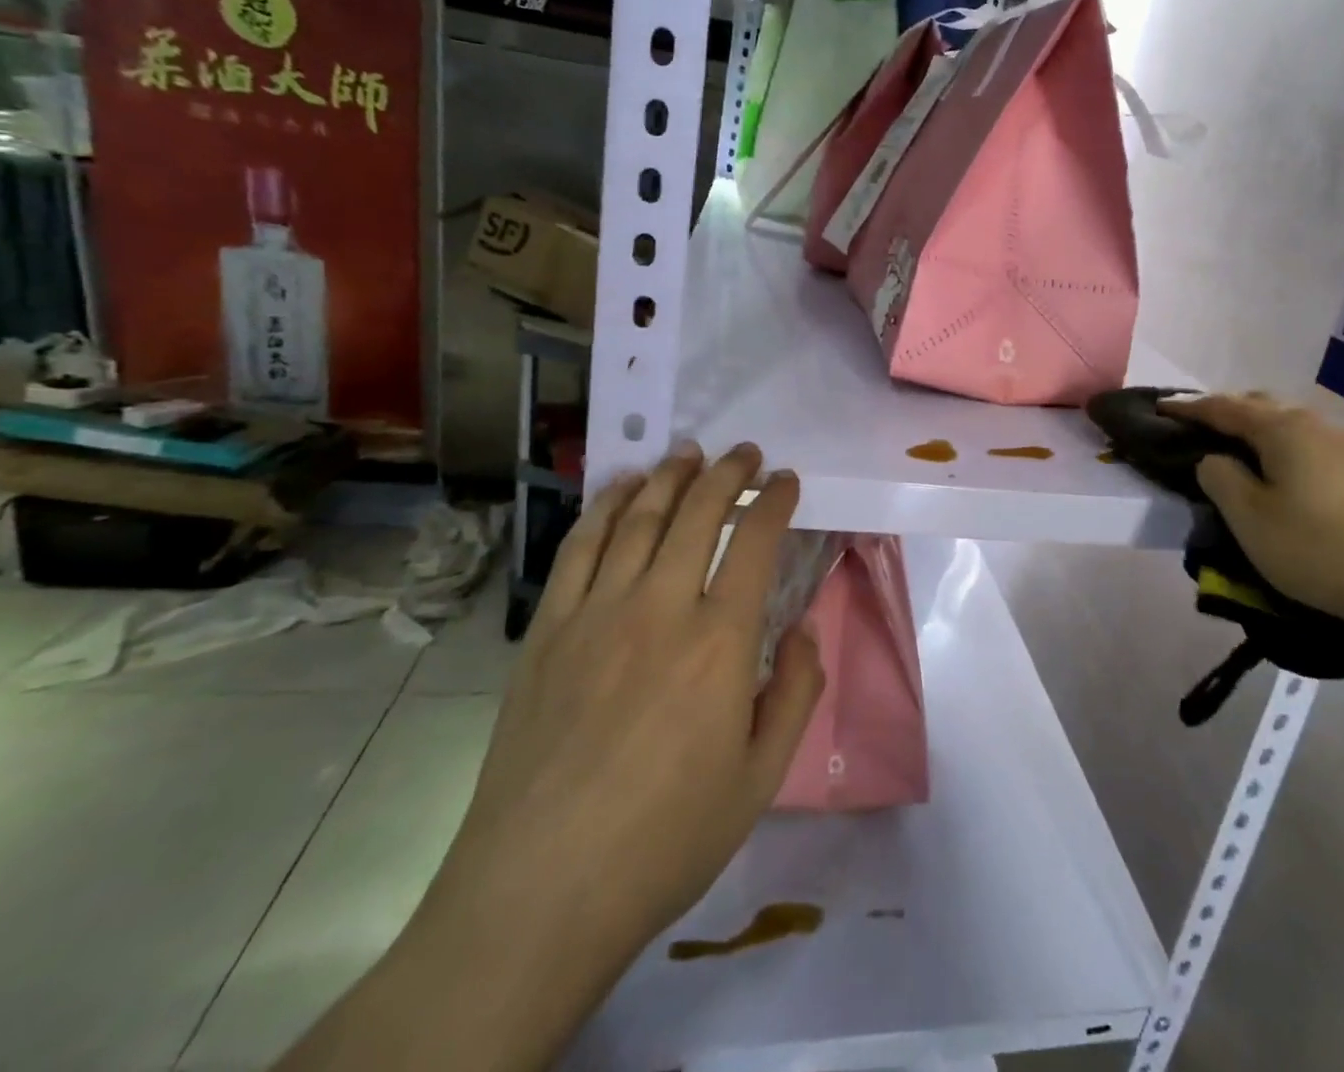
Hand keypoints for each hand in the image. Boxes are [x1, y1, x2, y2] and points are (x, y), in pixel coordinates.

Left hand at [419, 442, 821, 995]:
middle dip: (728, 472)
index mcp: (720, 640)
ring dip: (670, 476)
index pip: (755, 540)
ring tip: (689, 453)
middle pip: (698, 512)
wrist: (541, 890)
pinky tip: (622, 488)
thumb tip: (803, 629)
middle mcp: (660, 607)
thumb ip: (796, 691)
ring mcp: (596, 613)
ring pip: (639, 518)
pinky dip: (605, 507)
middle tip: (746, 453)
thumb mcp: (761, 777)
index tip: (787, 481)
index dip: (775, 500)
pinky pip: (579, 548)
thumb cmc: (667, 838)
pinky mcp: (548, 630)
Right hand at [1161, 393, 1343, 639]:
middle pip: (1259, 407)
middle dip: (1224, 412)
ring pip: (1287, 427)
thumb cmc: (1317, 548)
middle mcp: (1315, 426)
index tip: (1158, 408)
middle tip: (1195, 429)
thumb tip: (1214, 459)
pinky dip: (1280, 450)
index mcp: (1282, 429)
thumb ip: (1219, 478)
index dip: (1187, 408)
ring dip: (1254, 432)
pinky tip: (1279, 475)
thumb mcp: (1248, 516)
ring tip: (1233, 453)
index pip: (1223, 407)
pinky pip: (1307, 447)